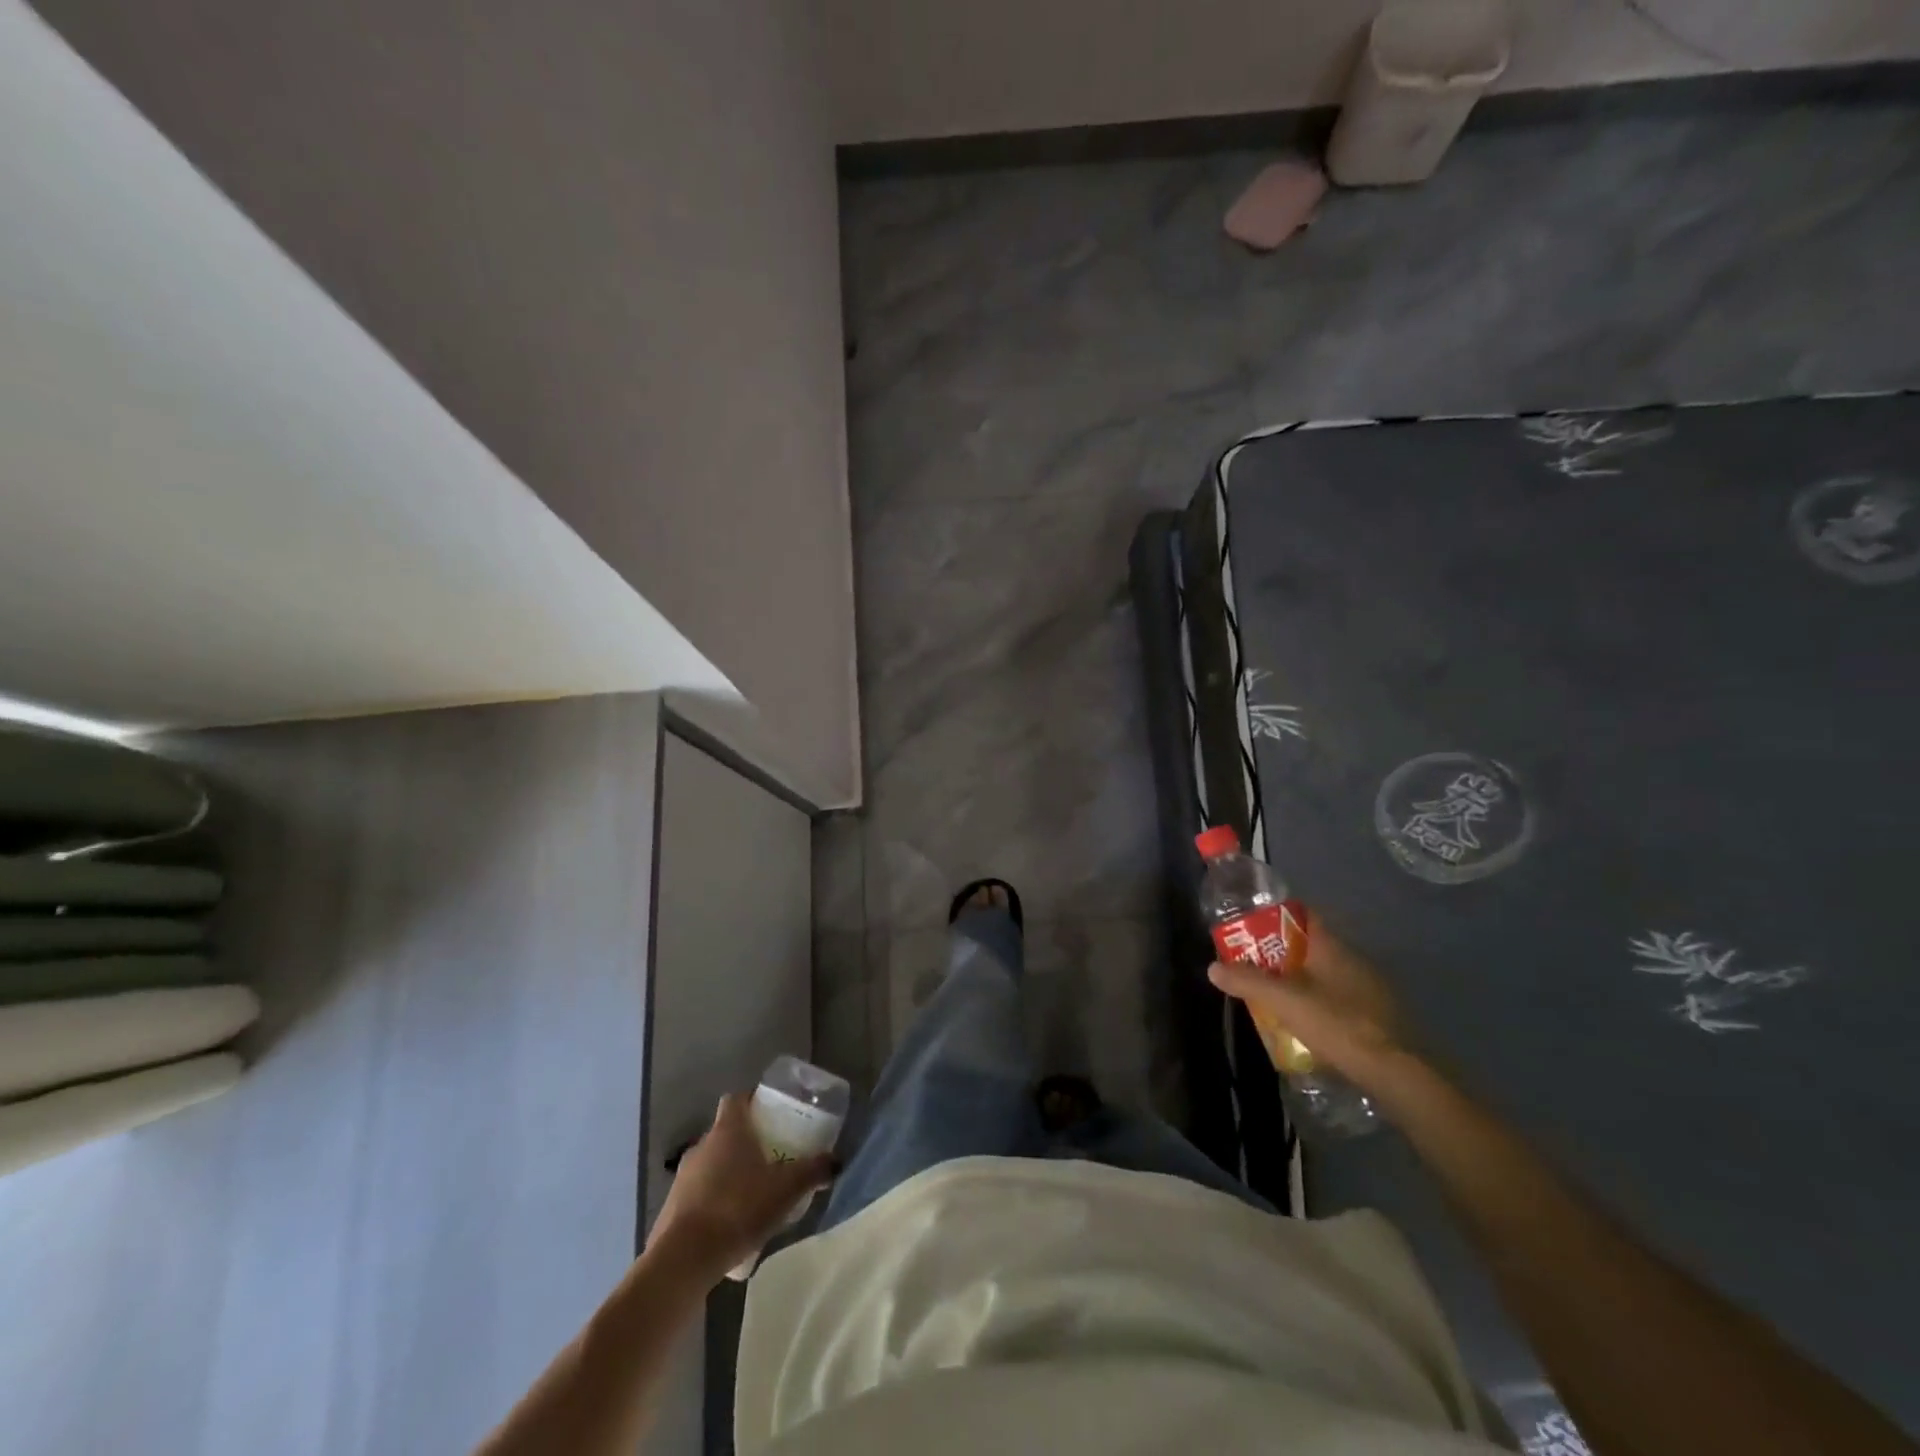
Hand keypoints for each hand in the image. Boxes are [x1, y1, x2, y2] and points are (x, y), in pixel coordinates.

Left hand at [647, 1094, 834, 1276]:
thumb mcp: (786, 1190)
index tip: (770, 1114)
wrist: (684, 1260)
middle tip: (770, 1157)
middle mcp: (702, 1145)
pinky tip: (730, 1223)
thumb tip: (837, 1160)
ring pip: (711, 1163)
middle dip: (746, 1142)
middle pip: (725, 1132)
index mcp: (728, 1130)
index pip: (736, 1099)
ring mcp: (683, 1176)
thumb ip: (813, 1171)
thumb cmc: (738, 1209)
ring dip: (728, 1173)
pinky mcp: (671, 1208)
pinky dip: (713, 1200)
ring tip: (753, 1194)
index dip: (752, 1102)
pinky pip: (698, 1193)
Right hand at [1209, 918, 1410, 1089]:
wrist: (1396, 1072)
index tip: (1253, 930)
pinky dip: (1322, 1004)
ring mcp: (1370, 988)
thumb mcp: (1283, 1001)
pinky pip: (1341, 999)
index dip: (1277, 918)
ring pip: (1327, 975)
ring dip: (1302, 982)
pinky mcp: (1379, 1016)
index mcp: (1332, 947)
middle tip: (1256, 968)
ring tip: (1276, 999)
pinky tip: (1308, 1024)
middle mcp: (1354, 959)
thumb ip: (1248, 981)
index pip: (1304, 916)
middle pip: (1312, 947)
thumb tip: (1213, 967)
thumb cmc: (1337, 1023)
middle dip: (1283, 955)